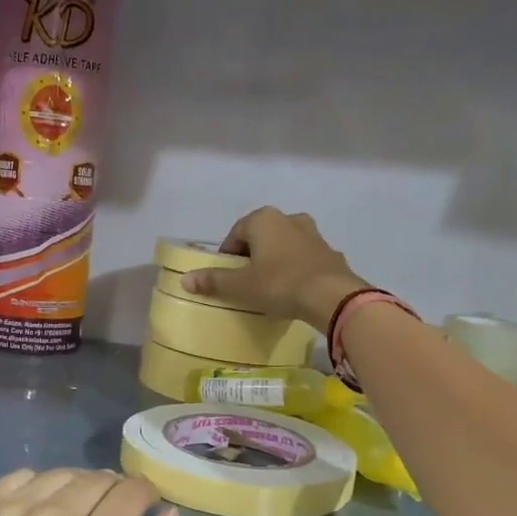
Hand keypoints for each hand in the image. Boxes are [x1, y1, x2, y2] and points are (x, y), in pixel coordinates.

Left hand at [0, 469, 186, 515]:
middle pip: (98, 478)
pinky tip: (36, 515)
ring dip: (75, 488)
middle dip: (112, 493)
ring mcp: (10, 513)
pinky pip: (20, 477)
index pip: (132, 490)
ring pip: (61, 473)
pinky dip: (36, 488)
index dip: (143, 497)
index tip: (140, 513)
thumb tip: (168, 515)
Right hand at [181, 207, 367, 325]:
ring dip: (275, 261)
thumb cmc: (279, 284)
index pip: (236, 233)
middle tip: (246, 281)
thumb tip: (185, 279)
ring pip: (285, 246)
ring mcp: (314, 234)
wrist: (331, 296)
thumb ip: (213, 281)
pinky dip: (296, 270)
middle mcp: (289, 219)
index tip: (226, 276)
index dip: (227, 255)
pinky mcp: (331, 253)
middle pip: (262, 237)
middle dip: (252, 256)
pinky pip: (305, 259)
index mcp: (264, 219)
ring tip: (270, 286)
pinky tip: (294, 290)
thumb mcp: (241, 286)